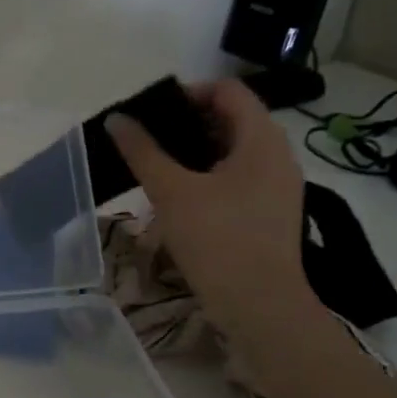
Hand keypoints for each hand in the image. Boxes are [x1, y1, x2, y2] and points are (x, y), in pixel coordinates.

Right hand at [106, 78, 314, 337]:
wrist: (260, 305)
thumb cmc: (217, 239)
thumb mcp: (171, 192)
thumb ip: (143, 151)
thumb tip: (117, 119)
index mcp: (262, 139)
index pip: (228, 91)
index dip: (189, 92)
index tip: (152, 112)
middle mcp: (278, 155)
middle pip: (232, 118)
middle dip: (188, 122)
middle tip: (148, 138)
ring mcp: (278, 185)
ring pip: (235, 150)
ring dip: (196, 150)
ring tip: (158, 165)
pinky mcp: (271, 211)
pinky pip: (239, 176)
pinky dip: (210, 174)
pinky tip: (180, 195)